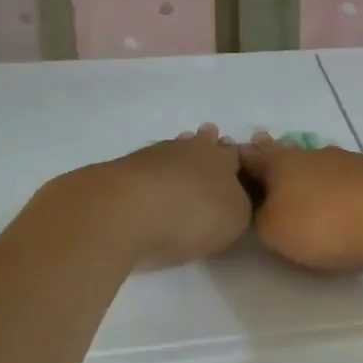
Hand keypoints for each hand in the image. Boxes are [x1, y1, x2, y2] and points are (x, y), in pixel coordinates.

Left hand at [39, 125, 252, 270]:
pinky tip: (150, 183)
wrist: (125, 210)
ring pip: (173, 150)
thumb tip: (235, 199)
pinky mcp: (123, 169)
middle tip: (209, 147)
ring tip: (179, 166)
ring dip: (178, 156)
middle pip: (202, 142)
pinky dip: (152, 173)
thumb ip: (239, 207)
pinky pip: (147, 166)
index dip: (236, 160)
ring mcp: (154, 155)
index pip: (234, 154)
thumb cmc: (191, 215)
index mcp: (223, 159)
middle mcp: (191, 149)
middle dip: (207, 145)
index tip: (237, 166)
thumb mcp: (234, 220)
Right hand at [238, 132, 362, 270]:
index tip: (228, 155)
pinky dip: (339, 182)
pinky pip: (348, 176)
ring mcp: (348, 161)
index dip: (238, 158)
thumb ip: (262, 219)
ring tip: (302, 175)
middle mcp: (312, 154)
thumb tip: (263, 208)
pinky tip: (342, 191)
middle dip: (273, 153)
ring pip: (318, 161)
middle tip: (261, 146)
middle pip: (286, 152)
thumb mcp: (275, 231)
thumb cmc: (323, 222)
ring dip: (308, 168)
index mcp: (281, 164)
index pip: (251, 156)